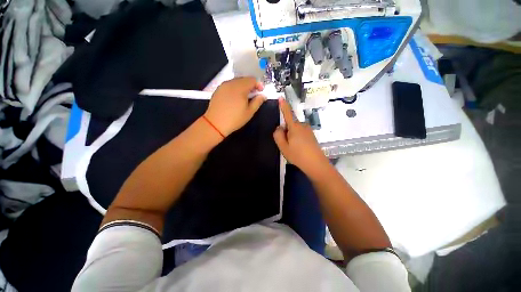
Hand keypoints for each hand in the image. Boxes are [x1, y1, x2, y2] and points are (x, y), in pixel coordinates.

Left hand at [204, 77, 265, 136]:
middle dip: (251, 85)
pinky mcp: (218, 89)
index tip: (260, 92)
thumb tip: (263, 95)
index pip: (252, 80)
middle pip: (244, 79)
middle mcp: (231, 83)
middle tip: (253, 96)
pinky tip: (235, 98)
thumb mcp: (249, 112)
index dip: (258, 85)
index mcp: (240, 88)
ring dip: (243, 87)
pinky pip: (229, 85)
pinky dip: (235, 88)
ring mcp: (223, 85)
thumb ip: (258, 102)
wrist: (215, 123)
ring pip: (236, 81)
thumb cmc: (235, 119)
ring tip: (244, 98)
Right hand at [273, 98, 329, 176]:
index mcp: (294, 127)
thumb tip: (279, 127)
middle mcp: (302, 125)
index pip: (287, 113)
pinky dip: (297, 138)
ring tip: (294, 148)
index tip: (281, 98)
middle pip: (290, 124)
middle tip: (287, 145)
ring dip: (291, 136)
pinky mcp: (312, 135)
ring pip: (295, 130)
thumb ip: (278, 135)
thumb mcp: (283, 147)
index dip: (283, 106)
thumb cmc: (298, 155)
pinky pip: (300, 133)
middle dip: (286, 131)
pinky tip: (300, 148)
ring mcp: (308, 130)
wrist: (316, 164)